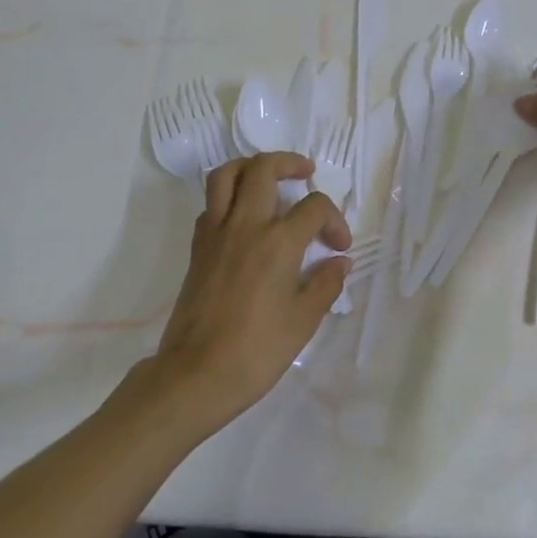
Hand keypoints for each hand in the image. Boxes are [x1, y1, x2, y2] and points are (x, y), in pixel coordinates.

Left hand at [144, 152, 351, 432]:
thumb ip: (325, 284)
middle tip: (305, 174)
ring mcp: (215, 233)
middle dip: (289, 163)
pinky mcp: (197, 248)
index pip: (314, 206)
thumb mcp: (304, 321)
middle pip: (264, 168)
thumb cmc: (257, 350)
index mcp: (278, 242)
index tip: (339, 247)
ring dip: (251, 167)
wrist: (196, 374)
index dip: (334, 220)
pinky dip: (228, 198)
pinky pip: (211, 204)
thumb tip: (339, 262)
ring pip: (226, 175)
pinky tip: (244, 218)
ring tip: (269, 178)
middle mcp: (246, 225)